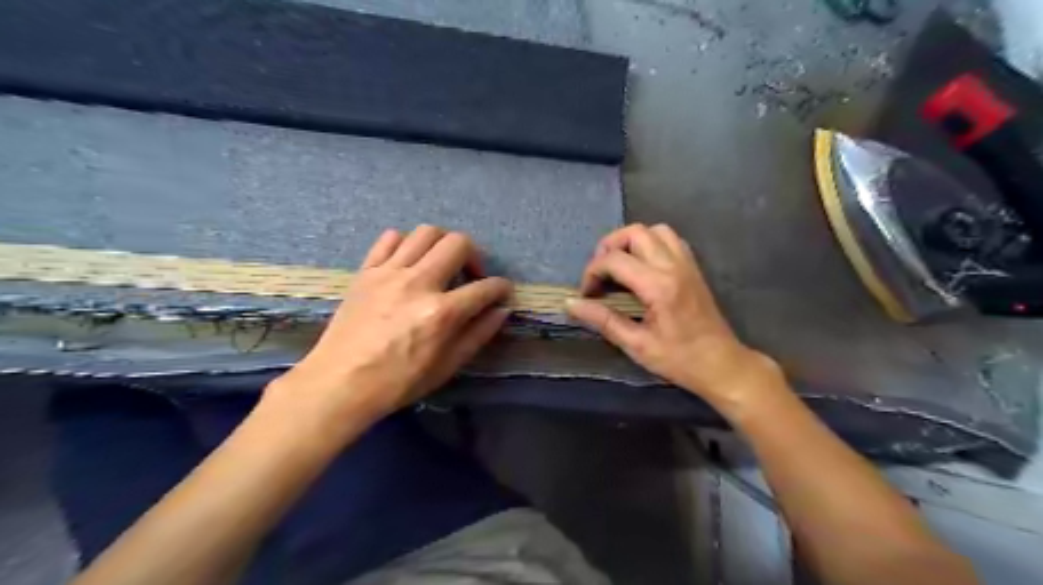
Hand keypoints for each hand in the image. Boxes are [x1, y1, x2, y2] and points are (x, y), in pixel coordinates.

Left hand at [270, 226, 511, 423]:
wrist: (340, 383)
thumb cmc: (398, 382)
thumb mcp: (447, 366)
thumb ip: (479, 334)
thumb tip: (501, 310)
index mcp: (441, 313)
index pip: (485, 287)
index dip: (501, 288)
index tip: (502, 291)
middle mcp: (418, 283)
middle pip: (458, 243)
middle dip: (475, 256)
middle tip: (471, 276)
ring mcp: (389, 273)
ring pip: (426, 232)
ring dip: (443, 244)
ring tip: (442, 265)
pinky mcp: (366, 271)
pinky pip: (390, 238)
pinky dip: (406, 243)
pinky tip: (409, 263)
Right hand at [567, 224, 777, 410]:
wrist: (721, 365)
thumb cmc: (679, 360)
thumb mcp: (637, 345)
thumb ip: (603, 320)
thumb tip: (571, 304)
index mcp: (659, 286)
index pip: (615, 260)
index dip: (592, 272)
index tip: (586, 294)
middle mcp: (674, 266)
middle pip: (635, 232)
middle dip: (608, 247)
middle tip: (599, 274)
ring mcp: (687, 264)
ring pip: (654, 230)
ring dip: (631, 242)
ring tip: (619, 266)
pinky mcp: (693, 268)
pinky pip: (670, 240)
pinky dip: (650, 244)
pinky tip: (642, 268)